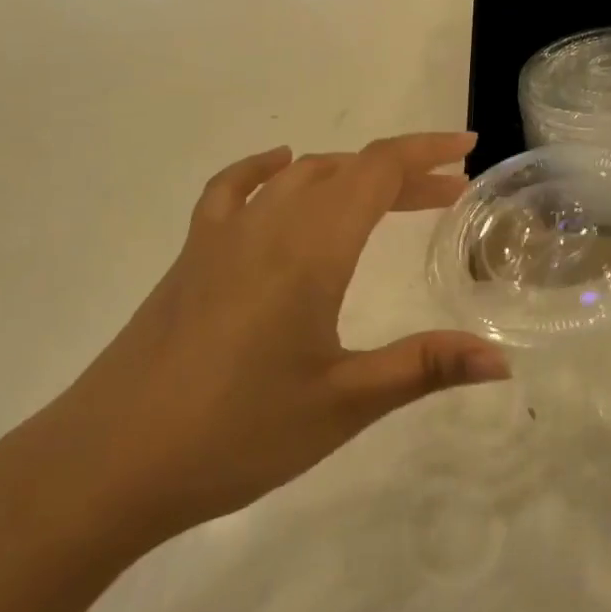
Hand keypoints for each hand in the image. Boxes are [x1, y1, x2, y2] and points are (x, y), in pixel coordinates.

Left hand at [19, 132, 508, 560]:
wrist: (107, 463)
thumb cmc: (236, 433)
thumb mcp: (344, 404)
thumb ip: (425, 367)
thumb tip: (503, 360)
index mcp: (310, 250)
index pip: (377, 172)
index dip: (426, 152)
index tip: (468, 148)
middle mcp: (267, 225)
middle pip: (344, 171)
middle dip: (402, 173)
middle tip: (448, 194)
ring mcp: (220, 238)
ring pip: (297, 178)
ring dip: (348, 176)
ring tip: (384, 198)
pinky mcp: (189, 259)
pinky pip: (232, 192)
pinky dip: (265, 172)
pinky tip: (278, 171)